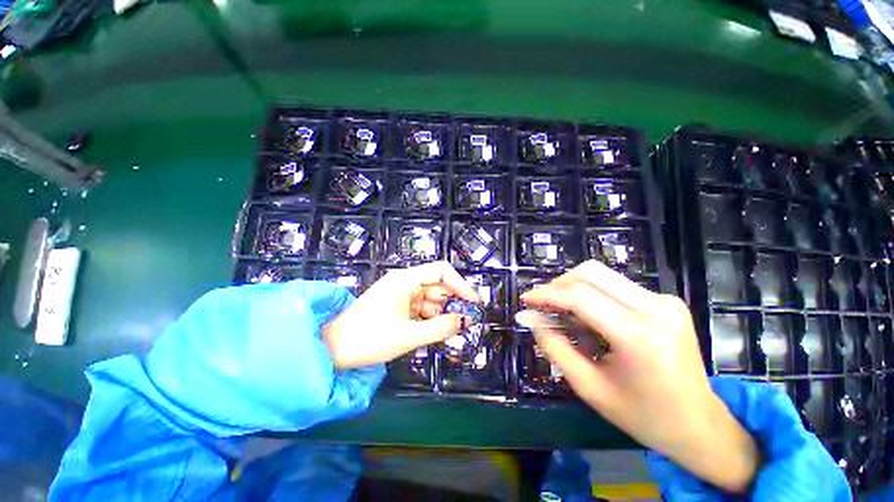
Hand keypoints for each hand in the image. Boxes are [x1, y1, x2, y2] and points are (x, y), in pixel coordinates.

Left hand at [322, 261, 479, 369]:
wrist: (332, 350)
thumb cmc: (368, 339)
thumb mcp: (409, 335)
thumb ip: (441, 327)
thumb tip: (466, 320)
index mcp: (405, 280)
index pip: (441, 271)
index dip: (461, 285)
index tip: (474, 302)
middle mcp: (404, 282)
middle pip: (438, 285)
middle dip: (452, 302)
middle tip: (464, 322)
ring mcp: (401, 294)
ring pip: (431, 299)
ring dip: (441, 313)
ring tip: (448, 330)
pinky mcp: (398, 305)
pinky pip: (422, 308)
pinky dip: (430, 319)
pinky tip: (433, 331)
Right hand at [517, 260, 759, 493]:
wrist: (701, 425)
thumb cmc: (643, 416)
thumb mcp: (590, 388)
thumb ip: (555, 348)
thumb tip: (531, 319)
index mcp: (639, 335)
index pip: (579, 296)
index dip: (546, 294)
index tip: (526, 300)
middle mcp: (655, 308)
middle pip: (591, 273)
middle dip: (558, 284)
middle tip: (542, 304)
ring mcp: (665, 301)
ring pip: (602, 276)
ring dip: (573, 288)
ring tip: (560, 311)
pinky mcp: (666, 301)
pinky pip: (616, 286)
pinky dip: (592, 295)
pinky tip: (587, 316)